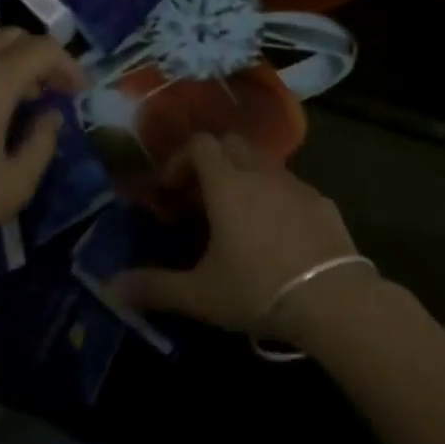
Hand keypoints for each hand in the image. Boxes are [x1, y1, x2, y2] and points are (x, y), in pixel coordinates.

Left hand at [0, 29, 85, 278]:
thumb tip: (50, 115)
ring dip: (7, 56)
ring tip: (15, 94)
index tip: (78, 91)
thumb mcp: (15, 186)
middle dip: (39, 57)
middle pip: (12, 35)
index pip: (42, 48)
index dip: (67, 64)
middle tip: (49, 91)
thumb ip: (43, 142)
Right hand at [113, 132, 372, 347]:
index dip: (180, 160)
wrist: (334, 299)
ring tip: (237, 219)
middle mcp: (259, 171)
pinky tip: (276, 235)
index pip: (199, 144)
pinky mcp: (322, 202)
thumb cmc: (258, 288)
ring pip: (262, 163)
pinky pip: (290, 187)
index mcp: (226, 182)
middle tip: (200, 199)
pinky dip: (275, 198)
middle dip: (211, 162)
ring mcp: (295, 184)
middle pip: (230, 144)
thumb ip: (155, 287)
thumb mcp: (200, 294)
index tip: (171, 192)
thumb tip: (110, 286)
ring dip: (243, 178)